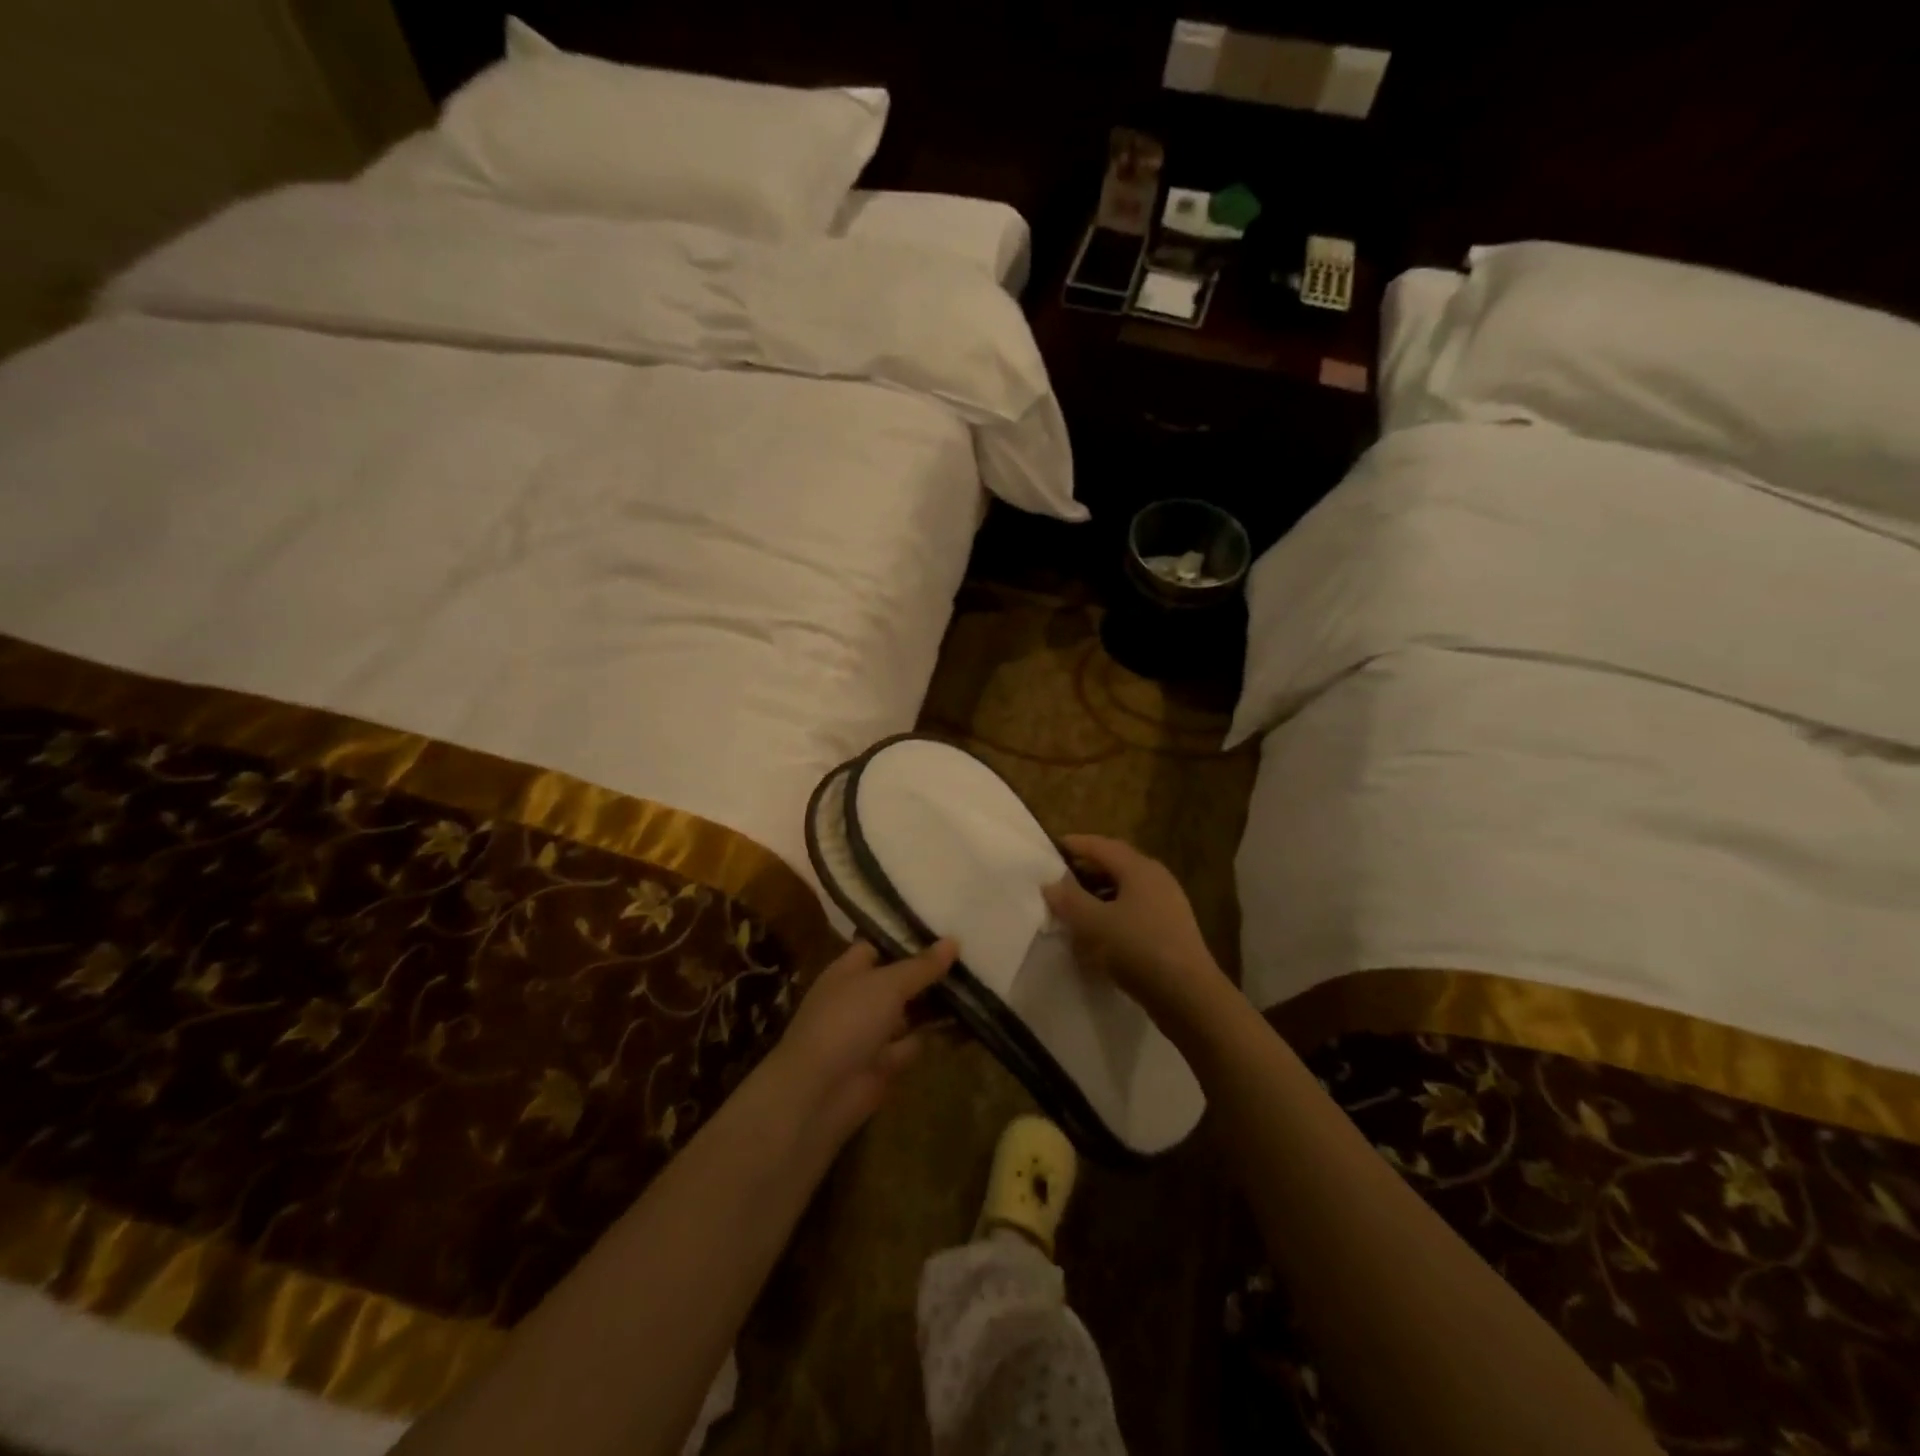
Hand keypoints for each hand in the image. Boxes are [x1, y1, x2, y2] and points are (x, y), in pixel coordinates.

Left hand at [768, 939, 955, 1144]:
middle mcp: (859, 998)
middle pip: (898, 979)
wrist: (819, 1093)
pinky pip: (915, 1042)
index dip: (907, 939)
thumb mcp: (888, 984)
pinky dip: (937, 1036)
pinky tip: (969, 1023)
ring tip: (977, 985)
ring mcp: (871, 1032)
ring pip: (909, 1012)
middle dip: (929, 971)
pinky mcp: (884, 1064)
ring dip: (937, 1004)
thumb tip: (953, 940)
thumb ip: (922, 965)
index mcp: (849, 971)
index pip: (878, 946)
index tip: (943, 929)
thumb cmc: (848, 1021)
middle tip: (971, 956)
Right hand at [1042, 835, 1225, 1029]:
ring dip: (1098, 893)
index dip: (1075, 844)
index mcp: (1139, 868)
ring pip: (1125, 889)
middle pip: (1115, 864)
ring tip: (1074, 907)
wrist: (1188, 996)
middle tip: (1059, 878)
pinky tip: (1098, 933)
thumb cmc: (1138, 949)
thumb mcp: (1094, 924)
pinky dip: (1112, 913)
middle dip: (1086, 869)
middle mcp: (1156, 879)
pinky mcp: (1170, 929)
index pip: (1101, 846)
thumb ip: (1069, 900)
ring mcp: (1167, 904)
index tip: (1051, 847)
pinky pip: (1134, 910)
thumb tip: (1050, 884)